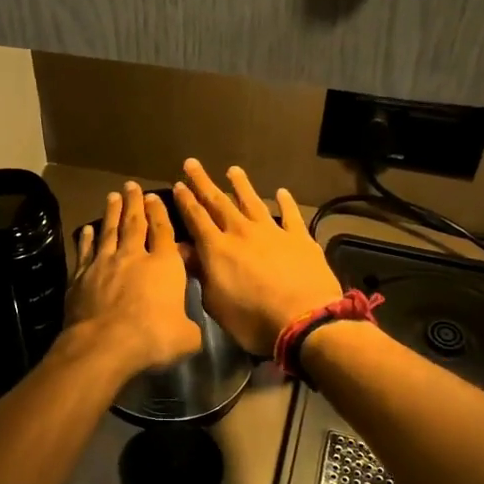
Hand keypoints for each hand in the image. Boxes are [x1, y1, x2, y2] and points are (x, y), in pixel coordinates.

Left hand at [60, 182, 201, 380]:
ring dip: (111, 212)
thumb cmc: (153, 337)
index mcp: (163, 265)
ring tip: (112, 197)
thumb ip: (190, 327)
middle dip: (134, 203)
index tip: (154, 197)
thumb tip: (191, 329)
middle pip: (134, 223)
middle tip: (130, 185)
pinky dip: (87, 239)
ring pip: (109, 231)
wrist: (105, 343)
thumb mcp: (186, 337)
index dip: (159, 212)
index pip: (163, 231)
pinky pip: (86, 252)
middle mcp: (133, 256)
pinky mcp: (81, 276)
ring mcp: (104, 264)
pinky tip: (87, 230)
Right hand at [171, 160, 341, 355]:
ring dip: (241, 185)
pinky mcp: (300, 238)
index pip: (197, 218)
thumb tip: (184, 251)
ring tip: (233, 170)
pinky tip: (282, 192)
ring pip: (253, 202)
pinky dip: (285, 202)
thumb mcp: (216, 303)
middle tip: (193, 164)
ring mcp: (273, 232)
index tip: (178, 184)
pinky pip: (290, 215)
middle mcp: (242, 232)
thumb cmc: (253, 320)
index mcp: (218, 248)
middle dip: (203, 183)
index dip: (186, 200)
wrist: (305, 320)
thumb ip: (200, 274)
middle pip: (219, 202)